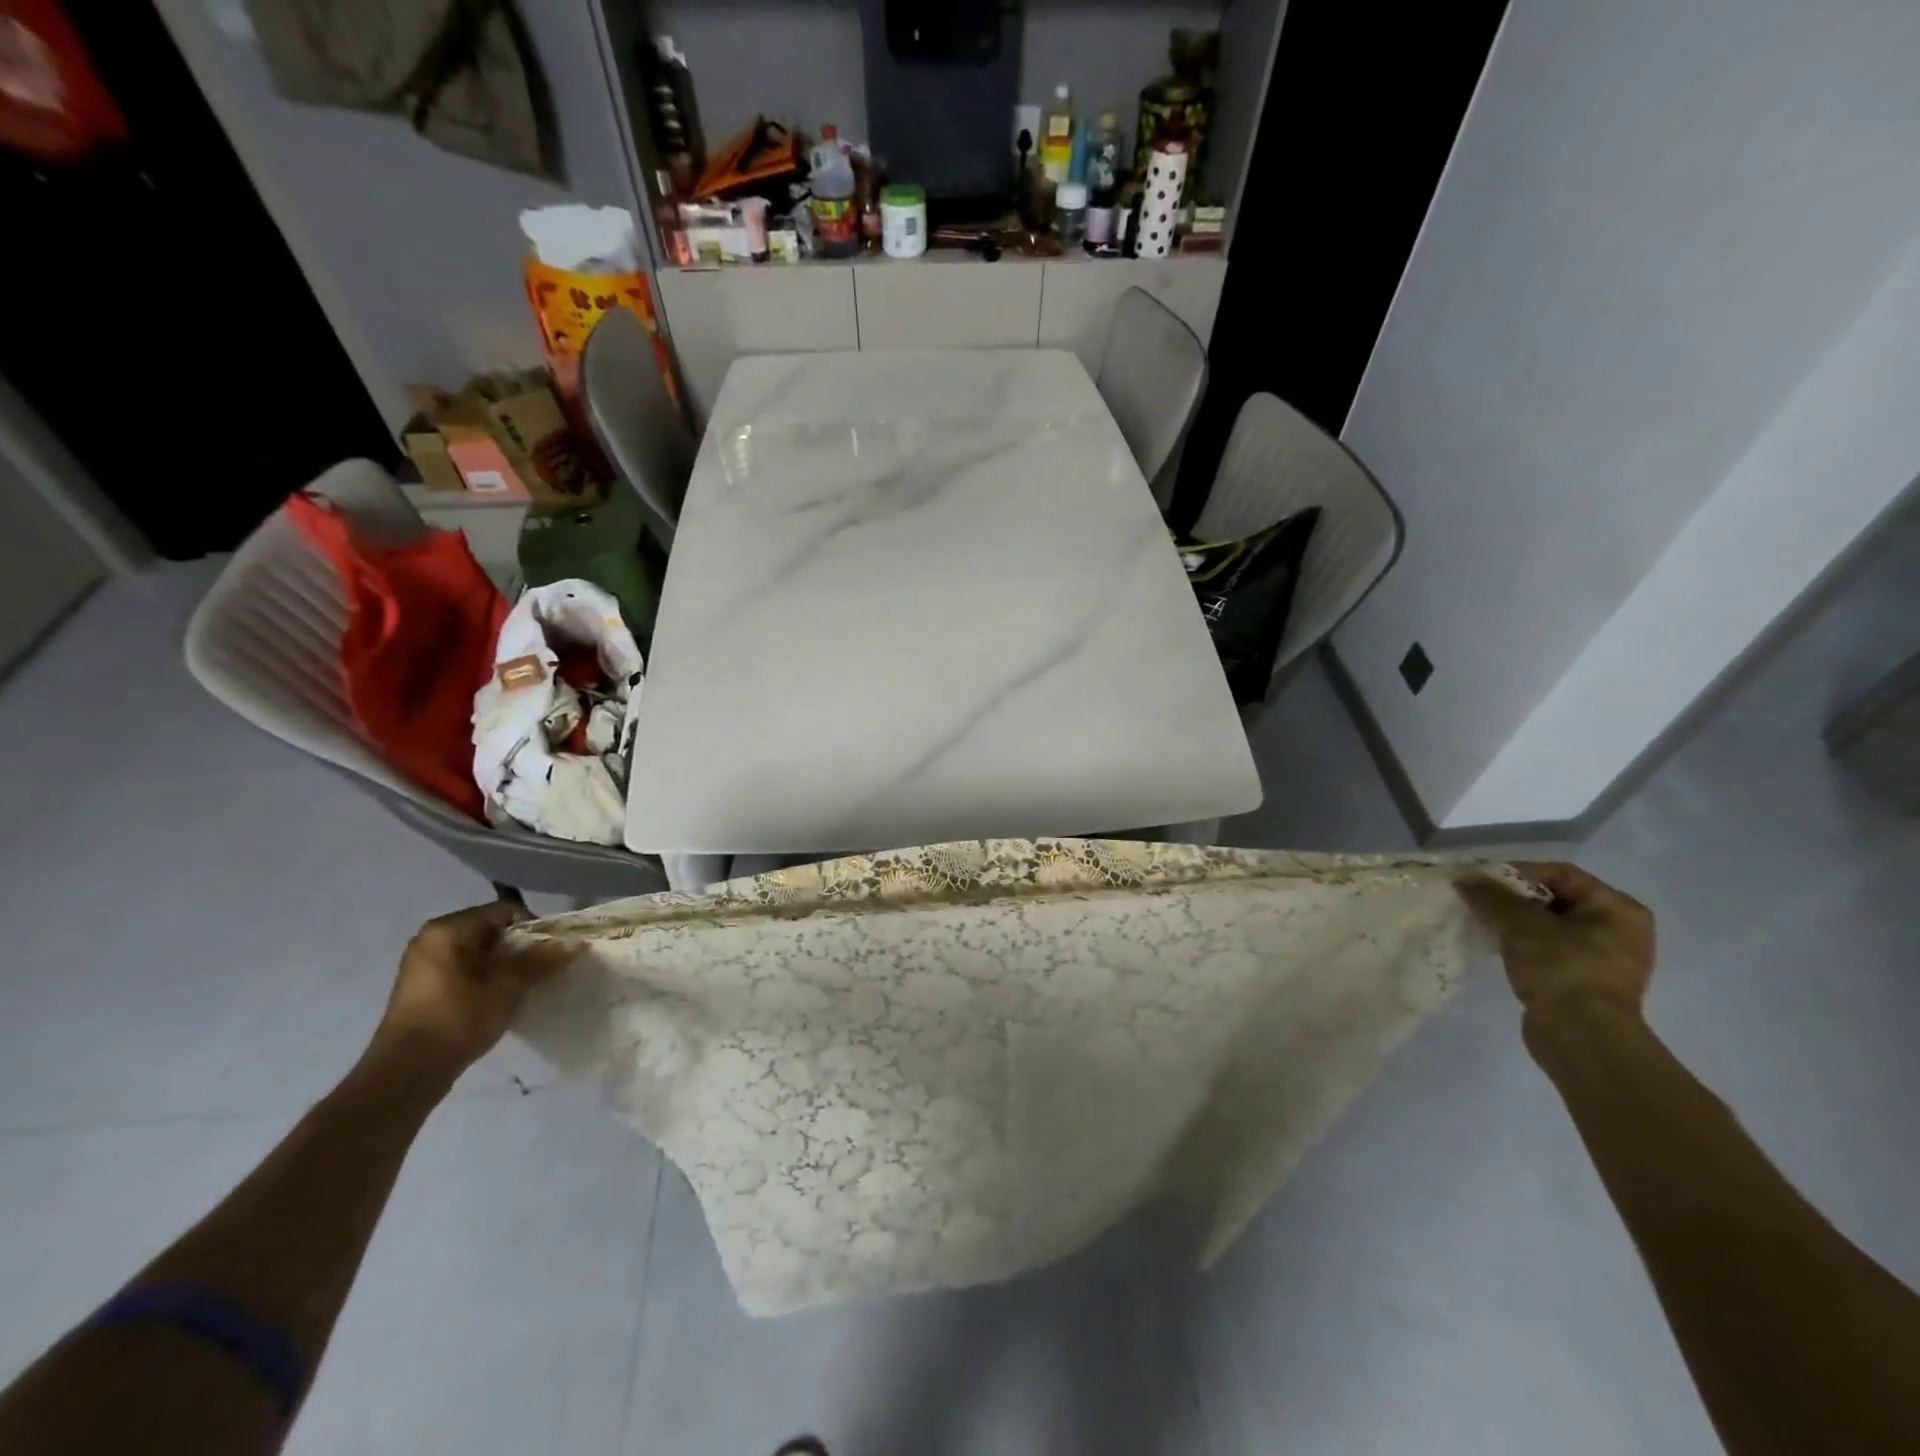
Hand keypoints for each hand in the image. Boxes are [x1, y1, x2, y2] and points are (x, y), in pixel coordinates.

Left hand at [367, 900, 576, 1084]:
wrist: (406, 1073)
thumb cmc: (458, 1018)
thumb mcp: (508, 987)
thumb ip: (542, 961)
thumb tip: (576, 943)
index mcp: (448, 929)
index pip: (504, 912)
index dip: (534, 928)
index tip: (552, 951)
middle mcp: (431, 939)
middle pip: (491, 931)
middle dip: (521, 948)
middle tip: (543, 969)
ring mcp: (423, 965)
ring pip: (479, 954)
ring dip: (505, 966)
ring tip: (525, 986)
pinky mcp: (423, 990)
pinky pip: (465, 971)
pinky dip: (487, 979)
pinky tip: (501, 999)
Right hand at [1455, 862, 1654, 1024]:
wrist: (1581, 1038)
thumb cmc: (1562, 969)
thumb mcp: (1521, 924)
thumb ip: (1492, 896)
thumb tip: (1465, 879)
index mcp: (1617, 908)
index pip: (1560, 874)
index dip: (1516, 872)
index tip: (1479, 881)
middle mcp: (1618, 929)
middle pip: (1553, 898)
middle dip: (1511, 898)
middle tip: (1476, 900)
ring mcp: (1603, 958)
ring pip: (1547, 925)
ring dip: (1513, 921)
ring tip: (1481, 922)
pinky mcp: (1583, 980)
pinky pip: (1547, 949)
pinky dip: (1521, 943)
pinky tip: (1496, 947)